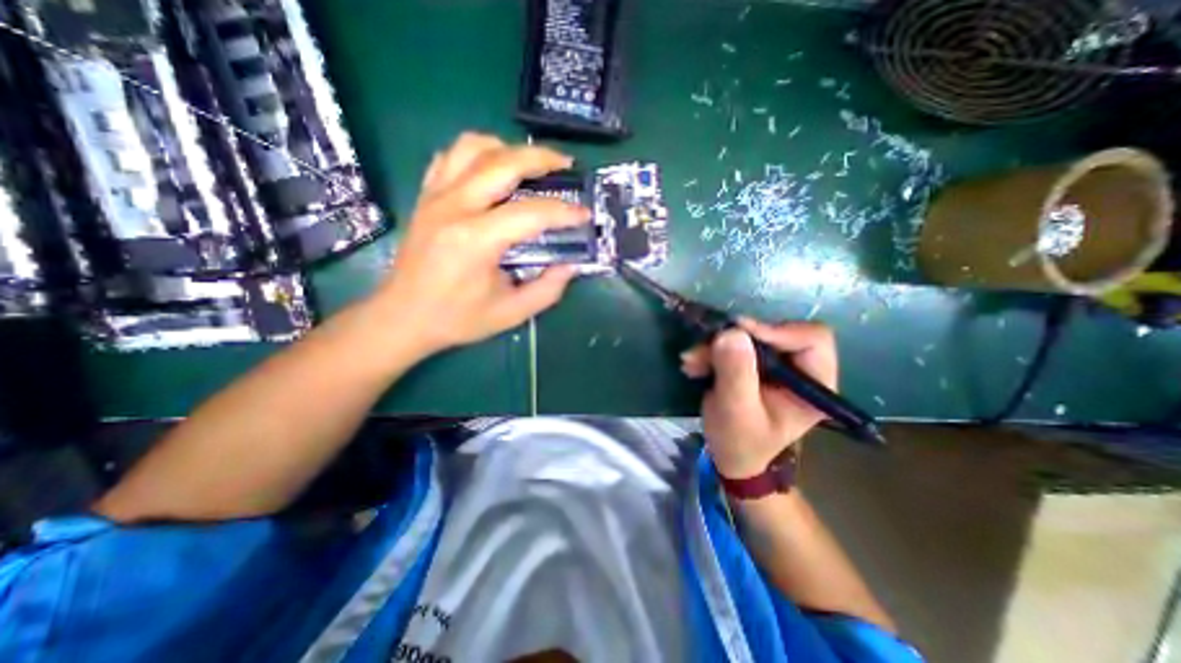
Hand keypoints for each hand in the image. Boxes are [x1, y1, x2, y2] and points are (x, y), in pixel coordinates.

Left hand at [369, 130, 590, 353]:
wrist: (403, 316)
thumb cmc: (457, 318)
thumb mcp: (511, 313)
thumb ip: (547, 289)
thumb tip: (571, 265)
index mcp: (476, 240)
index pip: (531, 213)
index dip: (564, 212)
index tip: (584, 214)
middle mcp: (454, 207)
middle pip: (503, 162)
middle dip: (541, 158)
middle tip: (566, 165)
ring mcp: (435, 196)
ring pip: (472, 147)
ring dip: (508, 149)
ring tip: (530, 163)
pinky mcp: (426, 196)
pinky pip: (450, 156)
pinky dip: (477, 154)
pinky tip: (493, 169)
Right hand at [679, 318, 833, 477]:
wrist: (731, 455)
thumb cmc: (740, 441)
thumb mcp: (736, 410)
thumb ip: (736, 372)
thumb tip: (732, 332)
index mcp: (814, 383)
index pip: (812, 338)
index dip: (777, 330)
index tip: (739, 333)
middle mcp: (799, 367)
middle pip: (774, 332)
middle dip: (734, 340)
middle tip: (704, 349)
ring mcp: (775, 363)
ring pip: (749, 336)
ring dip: (716, 346)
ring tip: (691, 362)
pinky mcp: (754, 362)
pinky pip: (733, 343)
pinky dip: (711, 351)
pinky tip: (694, 365)